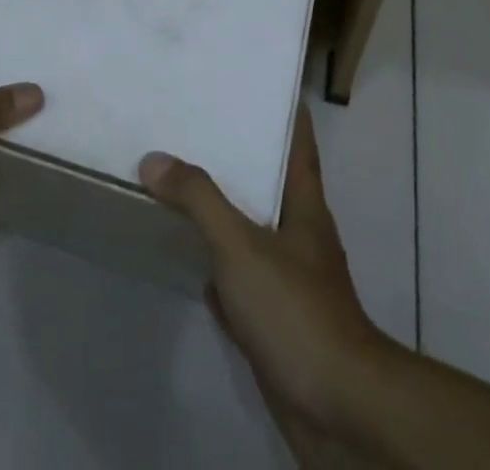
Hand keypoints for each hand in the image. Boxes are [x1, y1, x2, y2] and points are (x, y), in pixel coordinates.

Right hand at [139, 107, 387, 442]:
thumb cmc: (294, 308)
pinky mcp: (277, 322)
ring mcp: (292, 281)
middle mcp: (302, 235)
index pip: (299, 142)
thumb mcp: (240, 244)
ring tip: (186, 184)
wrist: (335, 407)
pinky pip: (243, 281)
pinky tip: (193, 262)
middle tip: (200, 127)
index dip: (285, 111)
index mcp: (305, 205)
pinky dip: (219, 268)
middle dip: (241, 158)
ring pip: (253, 231)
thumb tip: (154, 159)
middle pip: (271, 183)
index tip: (259, 83)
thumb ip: (198, 199)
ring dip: (226, 212)